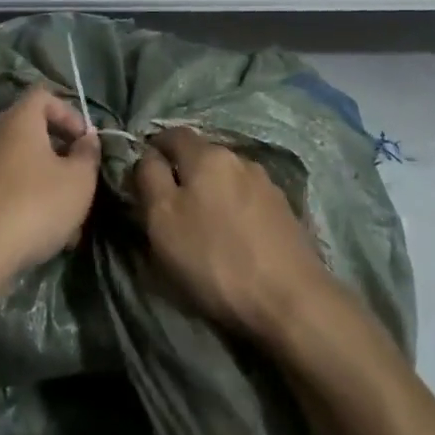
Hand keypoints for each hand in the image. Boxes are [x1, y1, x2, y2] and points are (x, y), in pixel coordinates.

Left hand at [0, 87, 100, 282]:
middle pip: (32, 129)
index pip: (43, 95)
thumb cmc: (37, 204)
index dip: (69, 112)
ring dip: (47, 180)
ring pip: (22, 162)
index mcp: (19, 120)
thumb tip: (86, 139)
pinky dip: (28, 198)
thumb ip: (88, 153)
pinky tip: (47, 231)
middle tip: (80, 174)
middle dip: (60, 150)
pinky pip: (8, 185)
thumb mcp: (79, 179)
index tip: (85, 141)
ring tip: (69, 213)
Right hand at [133, 128, 335, 338]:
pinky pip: (249, 201)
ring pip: (227, 179)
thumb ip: (149, 179)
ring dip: (213, 194)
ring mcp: (267, 184)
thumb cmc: (215, 259)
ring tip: (205, 227)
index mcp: (207, 155)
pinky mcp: (286, 212)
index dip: (153, 149)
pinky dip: (235, 211)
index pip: (172, 134)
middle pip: (202, 156)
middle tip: (171, 209)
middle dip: (184, 175)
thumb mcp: (162, 220)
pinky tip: (235, 238)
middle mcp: (239, 158)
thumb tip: (147, 156)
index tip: (143, 177)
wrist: (291, 301)